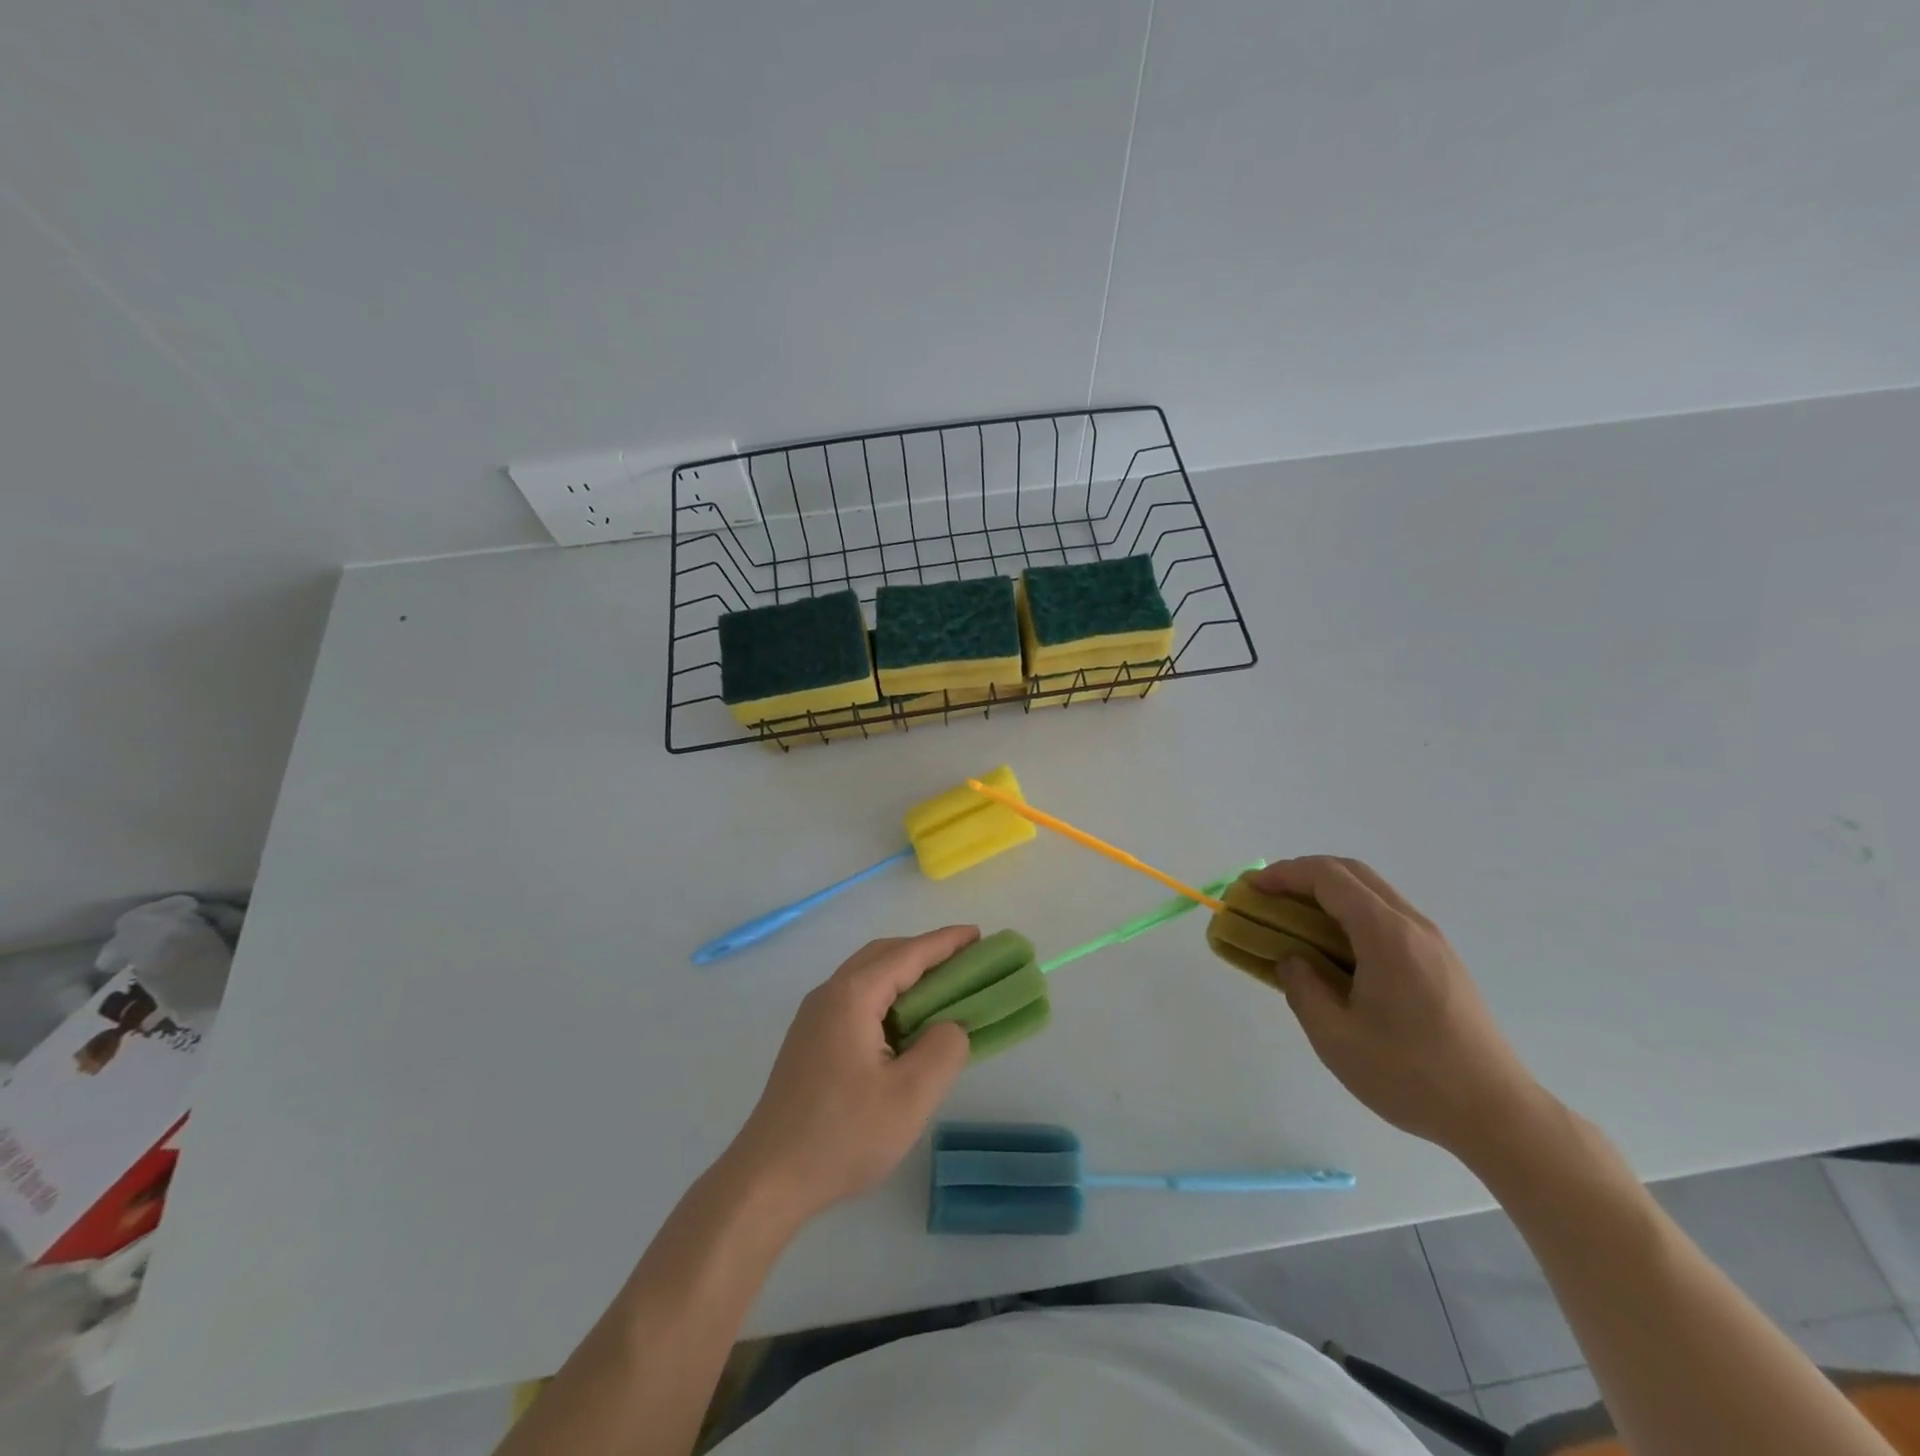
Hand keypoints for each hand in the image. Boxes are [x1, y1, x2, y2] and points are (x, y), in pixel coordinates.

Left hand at [722, 927, 974, 1223]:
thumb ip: (943, 1050)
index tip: (978, 934)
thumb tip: (951, 1026)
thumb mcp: (910, 1097)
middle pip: (883, 955)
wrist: (767, 1179)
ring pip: (867, 977)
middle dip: (925, 953)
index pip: (907, 954)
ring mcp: (814, 1018)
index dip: (946, 942)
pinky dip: (887, 997)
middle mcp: (829, 994)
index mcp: (852, 996)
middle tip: (964, 963)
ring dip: (905, 975)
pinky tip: (904, 1027)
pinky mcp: (809, 1041)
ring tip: (941, 992)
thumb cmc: (842, 1136)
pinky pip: (856, 1000)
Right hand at [1252, 857, 1543, 1161]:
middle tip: (1269, 896)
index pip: (1328, 877)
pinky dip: (1351, 915)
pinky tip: (1335, 951)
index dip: (1284, 874)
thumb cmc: (1410, 1075)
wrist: (1498, 1114)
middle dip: (1303, 875)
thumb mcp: (1335, 1037)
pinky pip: (1388, 918)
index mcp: (1386, 934)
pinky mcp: (1442, 962)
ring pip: (1373, 893)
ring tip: (1295, 921)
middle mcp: (1412, 925)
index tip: (1252, 888)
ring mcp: (1433, 942)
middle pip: (1353, 873)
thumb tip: (1292, 960)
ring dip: (1329, 894)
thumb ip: (1302, 988)